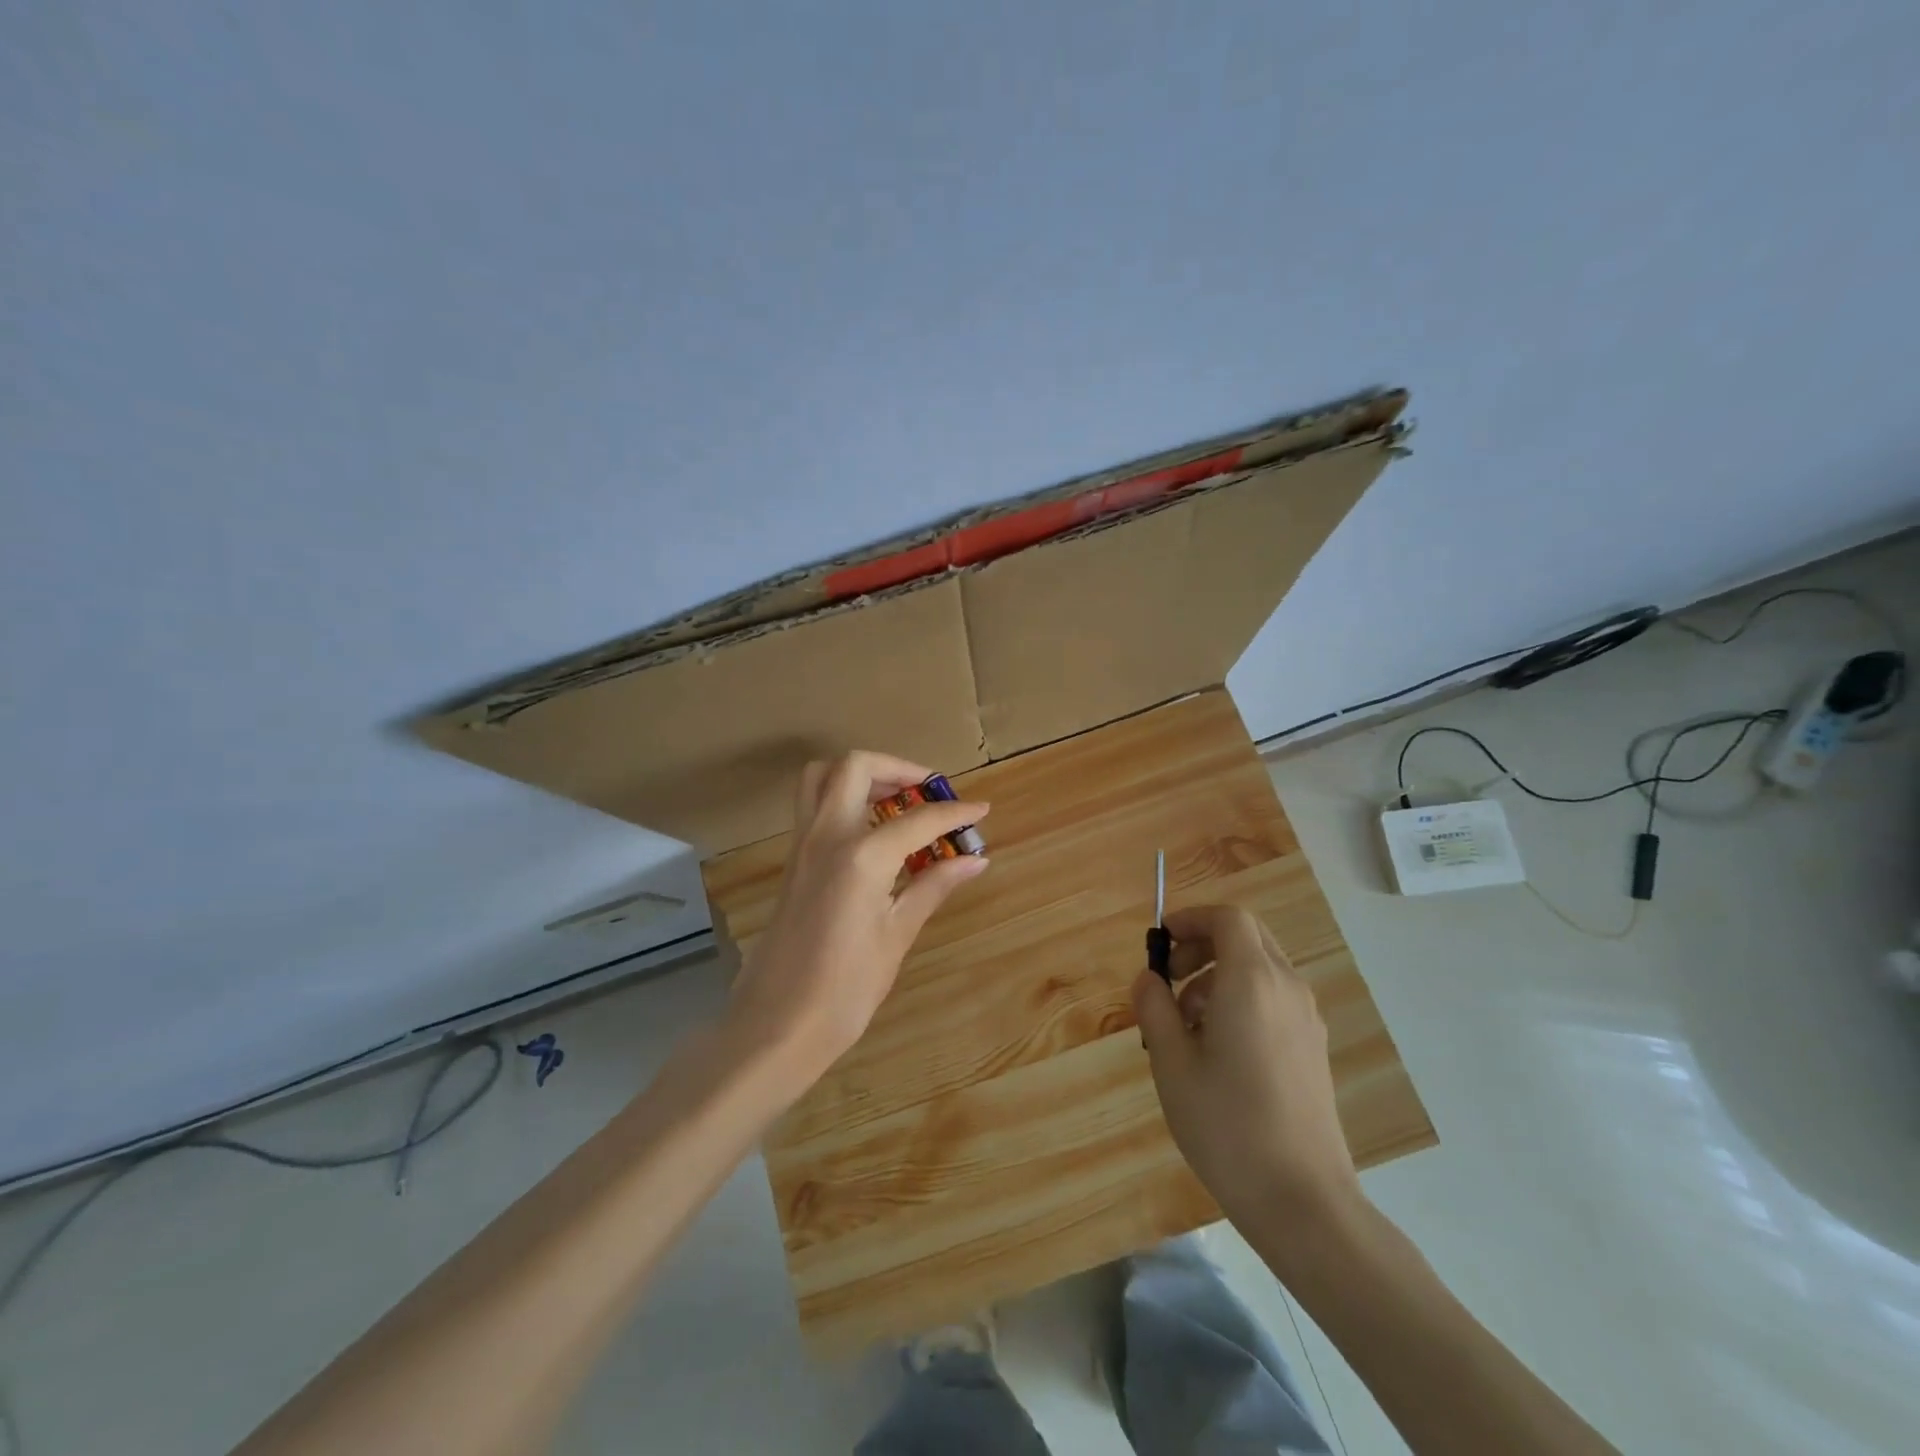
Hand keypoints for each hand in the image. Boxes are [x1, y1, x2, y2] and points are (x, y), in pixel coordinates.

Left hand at [727, 751, 989, 1086]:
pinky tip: (872, 833)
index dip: (954, 812)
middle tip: (927, 792)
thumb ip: (933, 886)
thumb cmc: (845, 989)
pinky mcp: (792, 861)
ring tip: (897, 802)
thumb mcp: (897, 935)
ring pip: (822, 777)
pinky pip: (813, 806)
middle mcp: (826, 835)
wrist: (776, 1025)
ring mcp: (802, 845)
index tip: (980, 810)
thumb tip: (975, 860)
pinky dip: (843, 798)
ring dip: (862, 775)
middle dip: (897, 768)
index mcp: (861, 855)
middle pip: (856, 767)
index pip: (918, 818)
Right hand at [1132, 904, 1359, 1225]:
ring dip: (1219, 976)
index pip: (1228, 918)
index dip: (1192, 918)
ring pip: (1260, 969)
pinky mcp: (1313, 1047)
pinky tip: (1218, 1051)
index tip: (1161, 941)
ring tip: (1186, 1026)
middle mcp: (1287, 988)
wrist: (1303, 1201)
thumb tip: (1148, 978)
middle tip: (1170, 979)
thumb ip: (1155, 1008)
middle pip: (1247, 937)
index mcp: (1252, 981)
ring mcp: (1306, 1019)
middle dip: (1204, 945)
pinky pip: (1273, 999)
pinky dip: (1241, 1000)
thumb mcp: (1172, 1063)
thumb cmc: (1227, 1125)